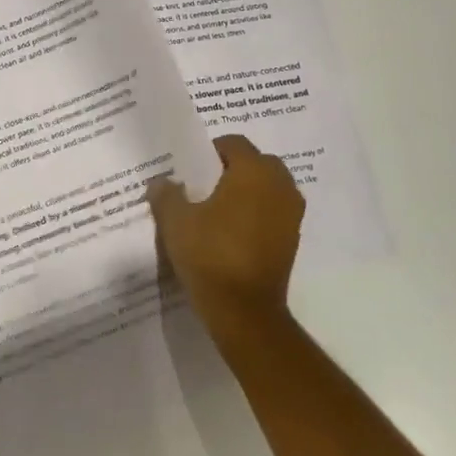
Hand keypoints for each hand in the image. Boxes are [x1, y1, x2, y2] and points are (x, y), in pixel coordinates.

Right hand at [148, 134, 302, 339]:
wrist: (244, 311)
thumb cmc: (210, 255)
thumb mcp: (175, 221)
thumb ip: (167, 194)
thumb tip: (162, 182)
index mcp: (254, 171)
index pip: (233, 143)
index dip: (209, 152)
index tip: (190, 170)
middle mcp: (280, 186)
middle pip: (256, 162)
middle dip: (232, 169)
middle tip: (203, 187)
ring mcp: (291, 214)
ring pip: (267, 188)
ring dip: (247, 192)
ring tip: (216, 211)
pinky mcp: (293, 240)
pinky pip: (273, 213)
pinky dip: (256, 215)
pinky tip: (231, 233)